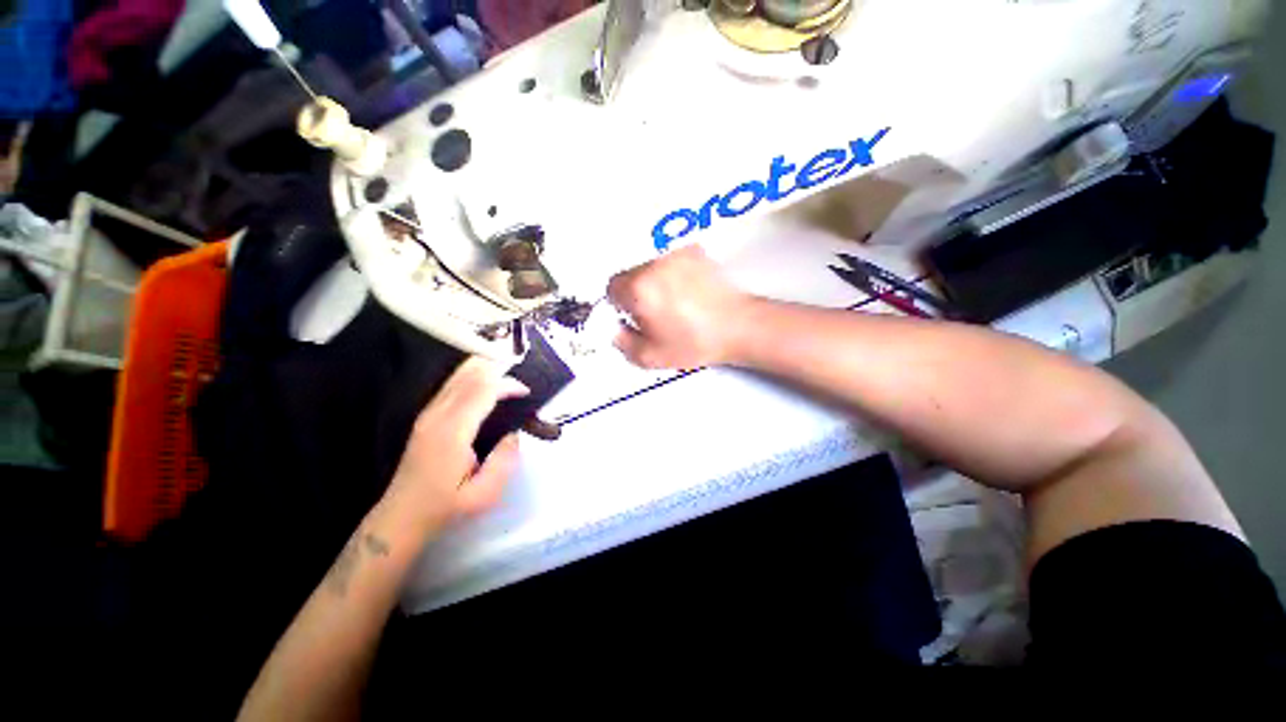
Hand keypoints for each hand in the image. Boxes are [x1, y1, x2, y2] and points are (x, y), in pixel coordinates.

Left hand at [382, 358, 527, 537]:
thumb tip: (514, 434)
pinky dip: (473, 377)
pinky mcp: (426, 416)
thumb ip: (504, 461)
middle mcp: (437, 415)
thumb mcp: (484, 495)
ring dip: (485, 370)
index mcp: (452, 432)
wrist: (401, 517)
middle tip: (521, 382)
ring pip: (458, 375)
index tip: (527, 392)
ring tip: (509, 378)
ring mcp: (428, 413)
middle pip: (468, 375)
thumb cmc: (445, 507)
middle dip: (498, 370)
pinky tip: (487, 385)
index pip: (482, 390)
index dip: (507, 384)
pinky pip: (452, 384)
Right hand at [607, 245, 751, 368]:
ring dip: (655, 282)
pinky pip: (671, 261)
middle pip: (631, 274)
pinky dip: (673, 273)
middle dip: (637, 292)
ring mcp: (676, 254)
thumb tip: (616, 330)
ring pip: (650, 266)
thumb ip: (623, 344)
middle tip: (656, 313)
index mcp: (639, 288)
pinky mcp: (694, 252)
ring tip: (676, 303)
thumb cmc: (696, 342)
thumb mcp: (652, 356)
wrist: (738, 326)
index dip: (620, 304)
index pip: (612, 286)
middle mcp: (654, 264)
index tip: (634, 316)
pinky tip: (688, 292)